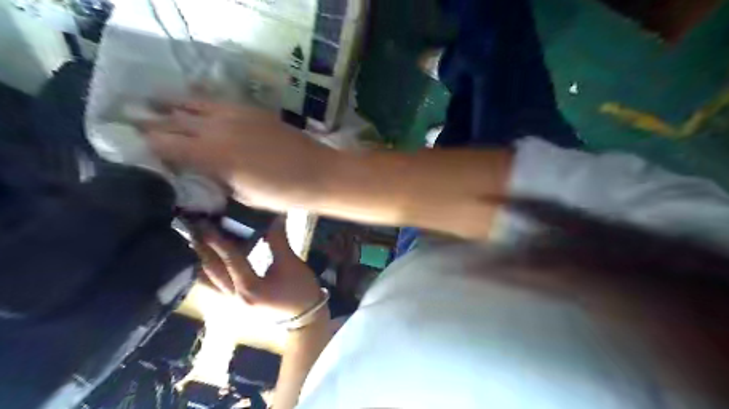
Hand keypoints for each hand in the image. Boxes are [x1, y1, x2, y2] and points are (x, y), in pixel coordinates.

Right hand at [140, 99, 331, 210]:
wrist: (319, 173)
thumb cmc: (282, 193)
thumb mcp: (241, 195)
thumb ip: (214, 179)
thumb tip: (195, 170)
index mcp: (212, 156)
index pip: (164, 145)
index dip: (144, 144)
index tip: (130, 145)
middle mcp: (217, 129)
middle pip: (172, 120)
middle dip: (149, 121)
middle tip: (128, 120)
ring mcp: (235, 114)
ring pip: (192, 103)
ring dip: (170, 104)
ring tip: (152, 103)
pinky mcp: (252, 109)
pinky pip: (217, 100)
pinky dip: (200, 100)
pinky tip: (194, 102)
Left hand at [196, 219, 327, 324]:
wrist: (304, 318)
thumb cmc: (300, 291)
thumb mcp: (291, 264)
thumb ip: (278, 241)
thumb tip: (274, 218)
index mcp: (250, 287)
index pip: (230, 259)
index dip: (217, 240)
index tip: (206, 224)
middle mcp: (235, 297)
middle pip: (211, 271)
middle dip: (201, 249)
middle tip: (193, 230)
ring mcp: (232, 303)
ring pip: (208, 282)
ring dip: (201, 262)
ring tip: (197, 243)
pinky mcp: (235, 304)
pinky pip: (213, 287)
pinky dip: (208, 272)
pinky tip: (209, 261)